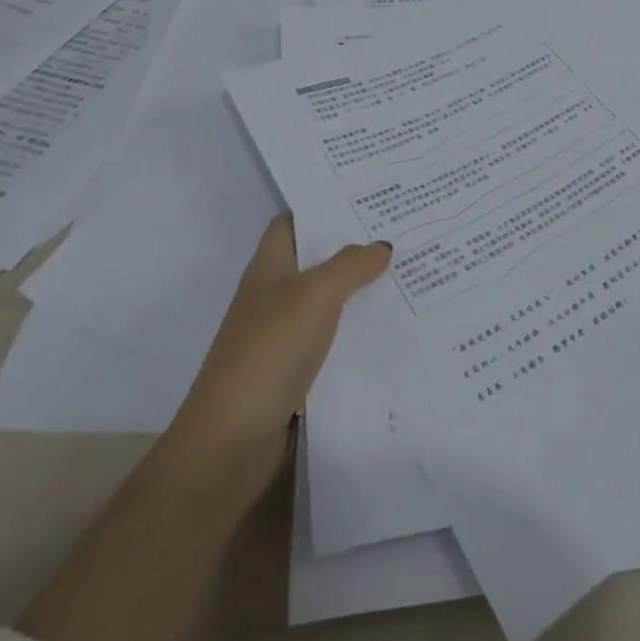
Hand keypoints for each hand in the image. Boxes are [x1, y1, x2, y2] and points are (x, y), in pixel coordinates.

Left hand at [163, 214, 391, 486]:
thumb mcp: (315, 295)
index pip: (293, 223)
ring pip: (327, 302)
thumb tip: (381, 244)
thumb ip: (350, 265)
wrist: (231, 442)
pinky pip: (331, 340)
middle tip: (403, 232)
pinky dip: (356, 332)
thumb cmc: (269, 351)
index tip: (367, 198)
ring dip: (360, 291)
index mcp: (269, 268)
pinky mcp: (293, 374)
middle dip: (354, 248)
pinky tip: (390, 329)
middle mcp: (273, 297)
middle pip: (315, 261)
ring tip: (409, 274)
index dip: (324, 208)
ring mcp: (281, 337)